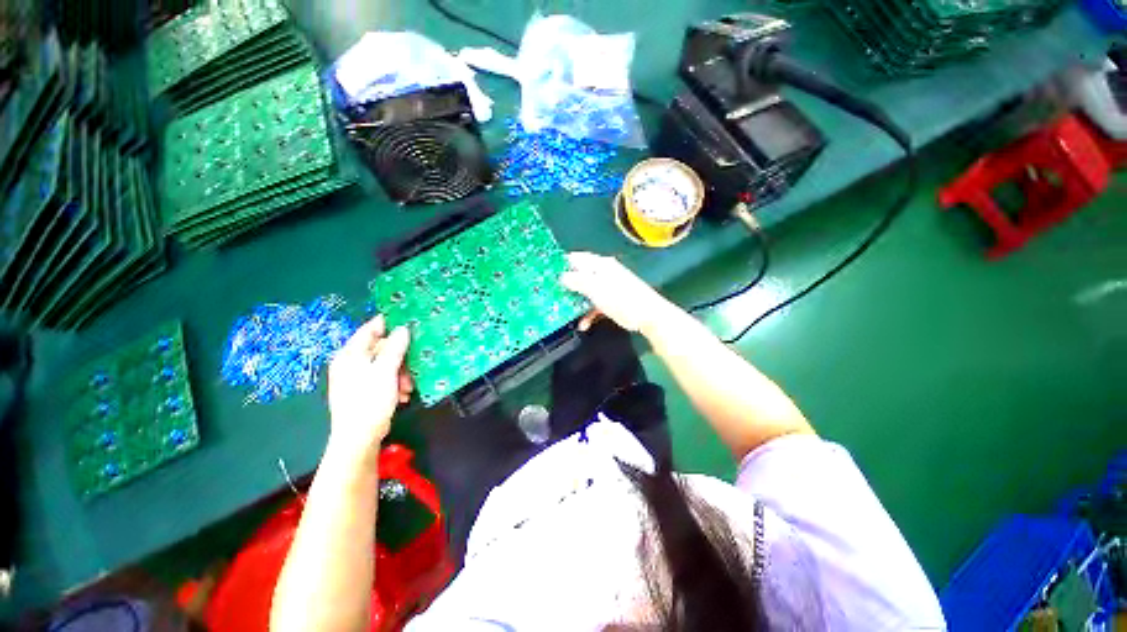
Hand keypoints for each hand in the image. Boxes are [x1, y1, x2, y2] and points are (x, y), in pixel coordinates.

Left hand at [327, 316, 412, 458]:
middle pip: (381, 349)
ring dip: (400, 373)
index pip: (370, 329)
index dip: (389, 324)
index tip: (409, 322)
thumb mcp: (385, 370)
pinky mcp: (364, 391)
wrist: (359, 438)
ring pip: (385, 365)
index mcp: (350, 354)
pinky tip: (403, 395)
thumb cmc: (369, 400)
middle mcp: (351, 363)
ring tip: (408, 387)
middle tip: (412, 366)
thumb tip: (402, 329)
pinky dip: (395, 384)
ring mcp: (357, 378)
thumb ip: (395, 347)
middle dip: (400, 358)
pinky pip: (383, 379)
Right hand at [559, 252, 671, 334]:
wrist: (648, 315)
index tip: (547, 275)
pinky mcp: (612, 301)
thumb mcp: (595, 289)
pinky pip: (595, 304)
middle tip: (552, 296)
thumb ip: (577, 281)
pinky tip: (584, 324)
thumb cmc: (621, 299)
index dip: (561, 265)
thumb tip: (561, 276)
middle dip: (567, 287)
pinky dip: (589, 313)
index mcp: (600, 265)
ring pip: (586, 292)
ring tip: (565, 312)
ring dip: (577, 303)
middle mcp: (603, 273)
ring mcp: (608, 288)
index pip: (576, 258)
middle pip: (580, 276)